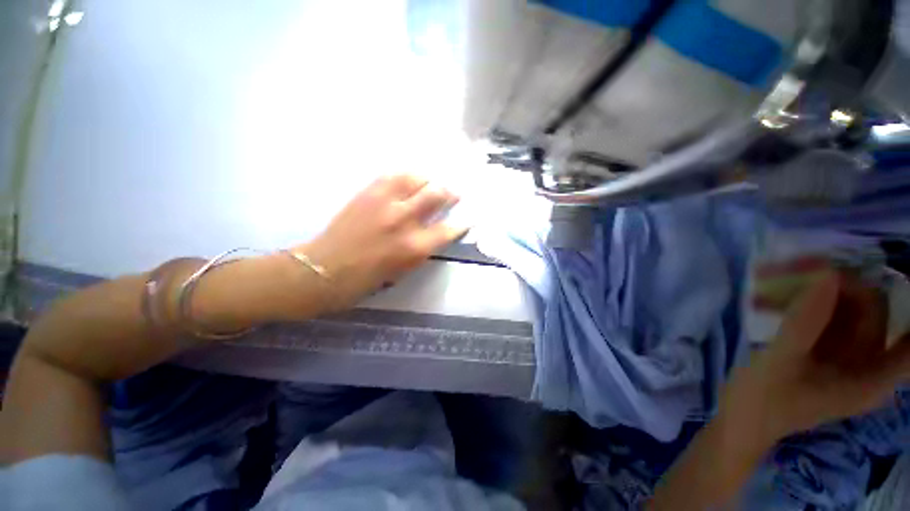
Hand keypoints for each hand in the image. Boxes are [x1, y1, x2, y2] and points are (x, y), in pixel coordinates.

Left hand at [301, 174, 466, 309]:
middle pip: (437, 194)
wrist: (325, 269)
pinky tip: (408, 181)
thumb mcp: (404, 270)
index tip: (466, 219)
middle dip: (449, 193)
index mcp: (415, 247)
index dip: (461, 223)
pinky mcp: (368, 193)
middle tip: (452, 194)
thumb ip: (424, 248)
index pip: (449, 229)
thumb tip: (437, 232)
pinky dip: (406, 177)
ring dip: (428, 181)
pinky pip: (393, 175)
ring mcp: (385, 203)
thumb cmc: (367, 279)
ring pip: (417, 178)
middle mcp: (405, 220)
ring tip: (429, 185)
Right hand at [728, 268, 909, 441]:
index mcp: (870, 378)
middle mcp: (865, 360)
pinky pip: (818, 311)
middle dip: (835, 283)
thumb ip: (804, 324)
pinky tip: (763, 299)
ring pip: (841, 305)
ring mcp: (841, 351)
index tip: (899, 284)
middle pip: (869, 308)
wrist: (739, 421)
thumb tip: (826, 275)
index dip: (909, 315)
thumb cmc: (761, 402)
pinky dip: (794, 299)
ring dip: (808, 288)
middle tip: (791, 268)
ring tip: (765, 282)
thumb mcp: (779, 365)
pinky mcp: (818, 345)